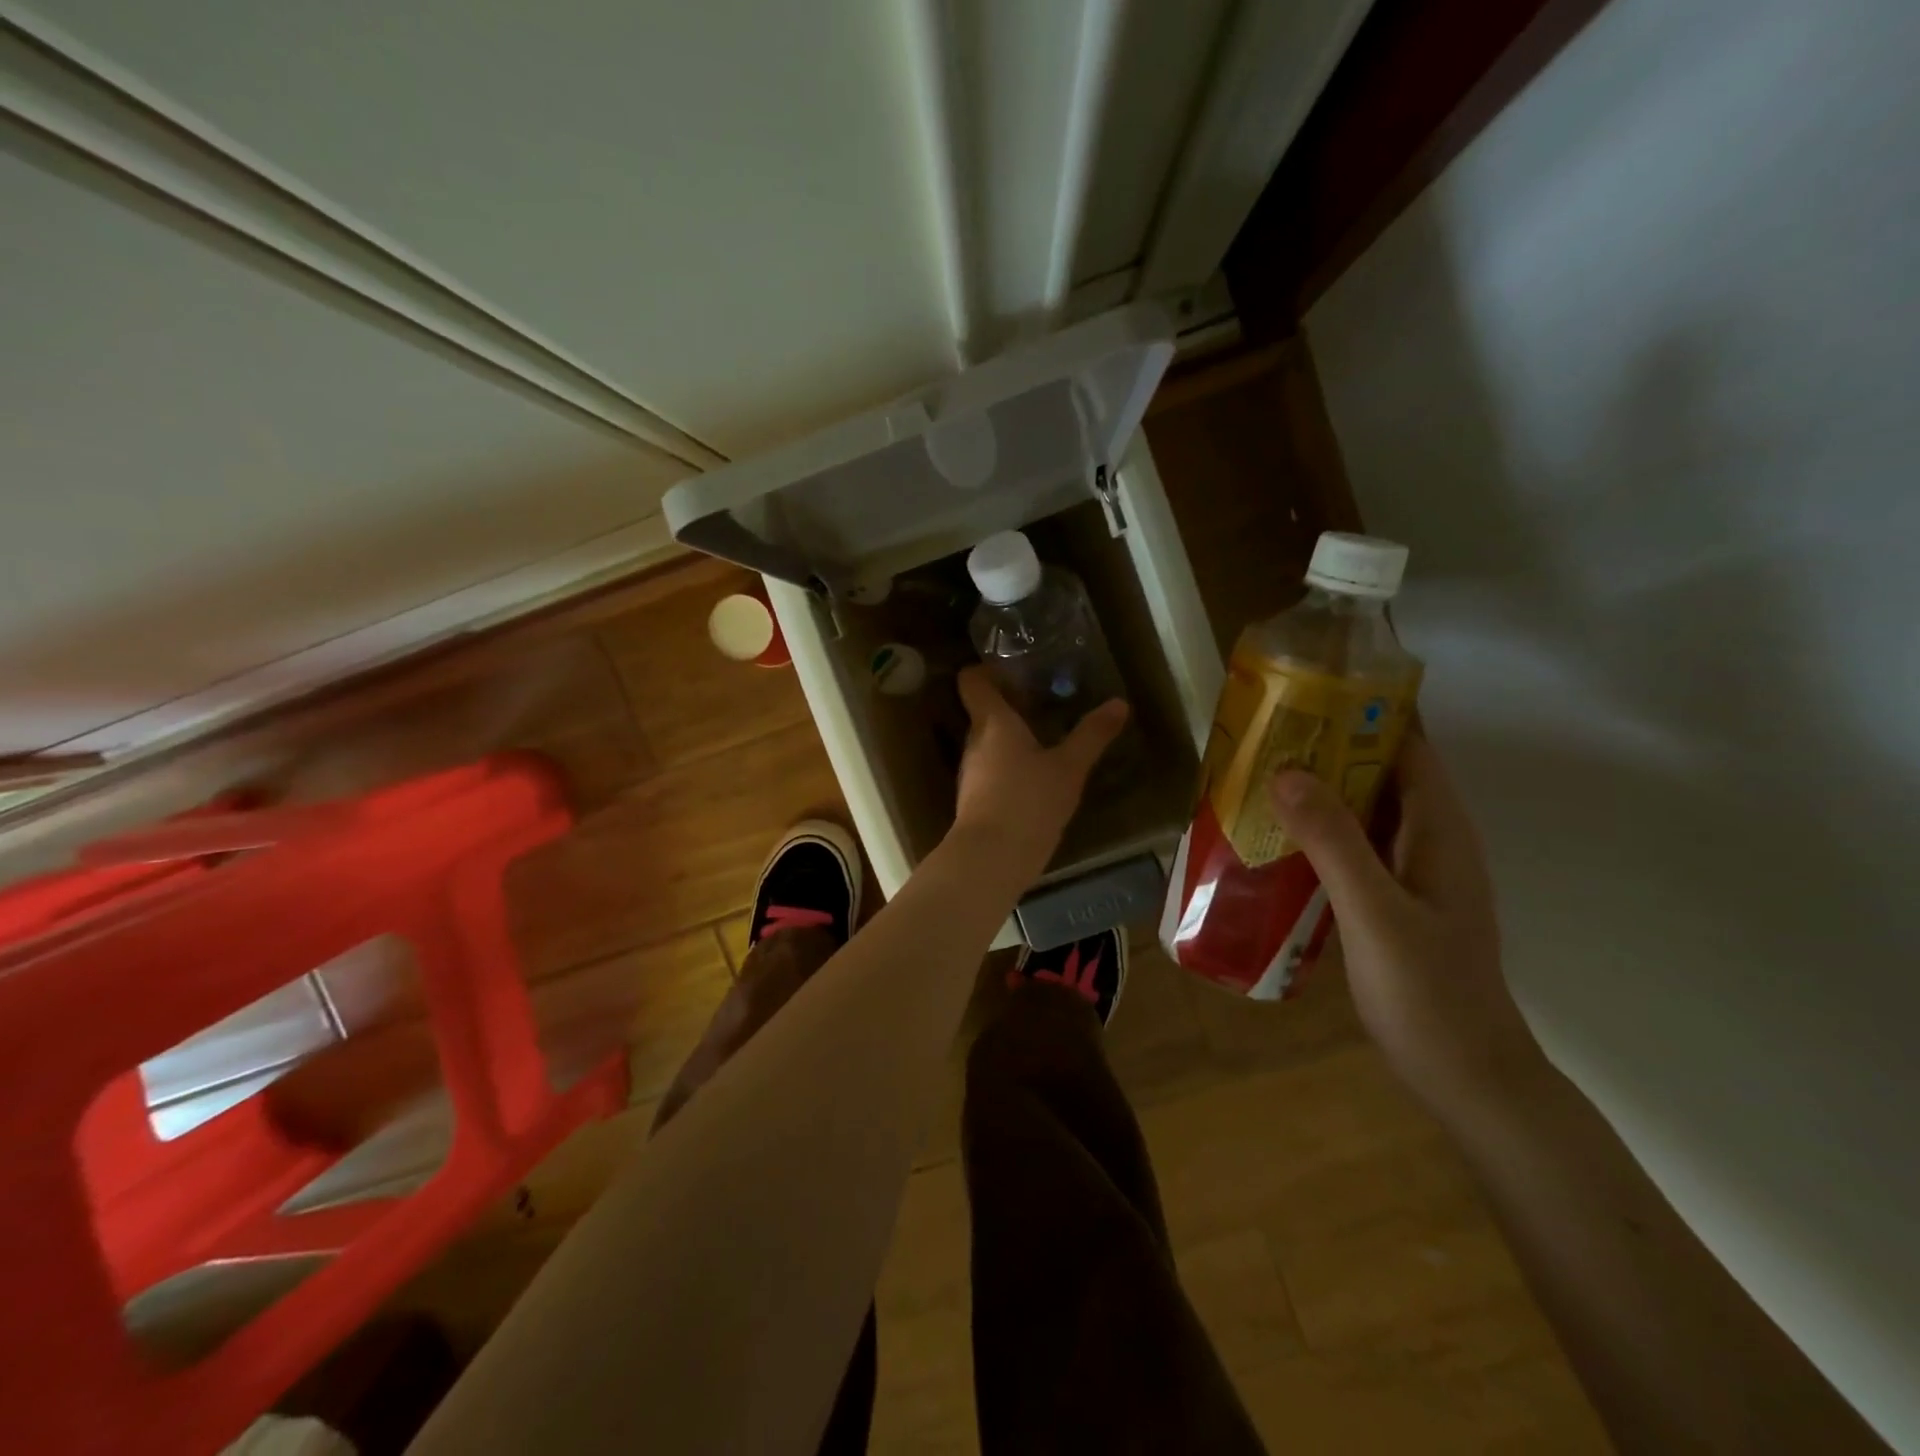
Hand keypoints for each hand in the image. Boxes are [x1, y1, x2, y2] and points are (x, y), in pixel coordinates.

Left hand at [951, 667, 1127, 881]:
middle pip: (984, 710)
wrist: (991, 859)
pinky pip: (991, 769)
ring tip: (1047, 736)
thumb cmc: (1028, 802)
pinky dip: (1010, 765)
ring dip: (1012, 737)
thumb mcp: (1069, 768)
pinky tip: (1037, 776)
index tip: (1016, 669)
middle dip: (1011, 704)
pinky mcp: (975, 799)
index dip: (988, 669)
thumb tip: (1119, 703)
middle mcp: (974, 741)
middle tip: (1045, 700)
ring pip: (988, 741)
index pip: (972, 679)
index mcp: (992, 721)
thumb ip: (1092, 735)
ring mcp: (971, 772)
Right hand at [1268, 733, 1544, 1113]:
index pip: (1407, 747)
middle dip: (1328, 747)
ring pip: (1364, 810)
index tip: (1306, 693)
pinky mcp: (1392, 898)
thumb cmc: (1429, 992)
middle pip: (1381, 773)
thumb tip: (1286, 771)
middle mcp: (1430, 840)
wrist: (1465, 1076)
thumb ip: (1334, 842)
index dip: (1363, 714)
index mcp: (1440, 831)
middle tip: (1263, 731)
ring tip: (1258, 772)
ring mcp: (1412, 871)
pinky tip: (1275, 836)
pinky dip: (1319, 830)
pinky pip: (1353, 845)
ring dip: (1320, 788)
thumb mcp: (1375, 913)